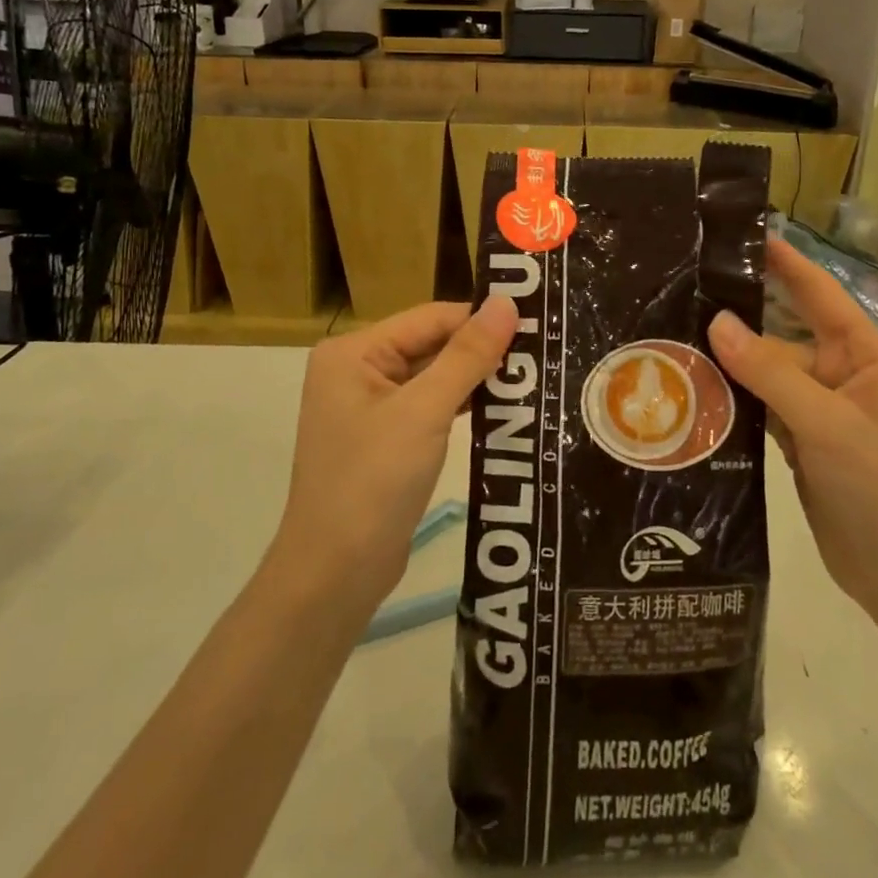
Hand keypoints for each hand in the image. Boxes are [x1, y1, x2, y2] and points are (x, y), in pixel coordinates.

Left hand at [275, 297, 516, 606]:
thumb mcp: (425, 411)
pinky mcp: (384, 438)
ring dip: (476, 379)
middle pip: (431, 344)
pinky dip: (462, 405)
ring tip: (533, 377)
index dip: (480, 319)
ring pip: (434, 376)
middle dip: (481, 351)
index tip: (534, 325)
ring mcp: (368, 406)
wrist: (335, 574)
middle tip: (541, 352)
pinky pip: (429, 406)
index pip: (430, 318)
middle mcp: (356, 370)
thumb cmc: (373, 482)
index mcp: (353, 352)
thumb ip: (467, 355)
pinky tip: (503, 408)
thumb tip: (506, 303)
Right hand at [707, 239, 877, 617]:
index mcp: (868, 358)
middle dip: (742, 318)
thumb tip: (717, 322)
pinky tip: (695, 391)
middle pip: (785, 336)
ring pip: (769, 375)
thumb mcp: (827, 424)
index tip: (747, 234)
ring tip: (677, 339)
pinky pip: (763, 409)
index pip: (821, 296)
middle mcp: (845, 377)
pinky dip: (735, 401)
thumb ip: (770, 372)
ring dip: (731, 364)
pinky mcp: (803, 444)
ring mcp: (823, 412)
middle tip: (688, 292)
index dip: (786, 263)